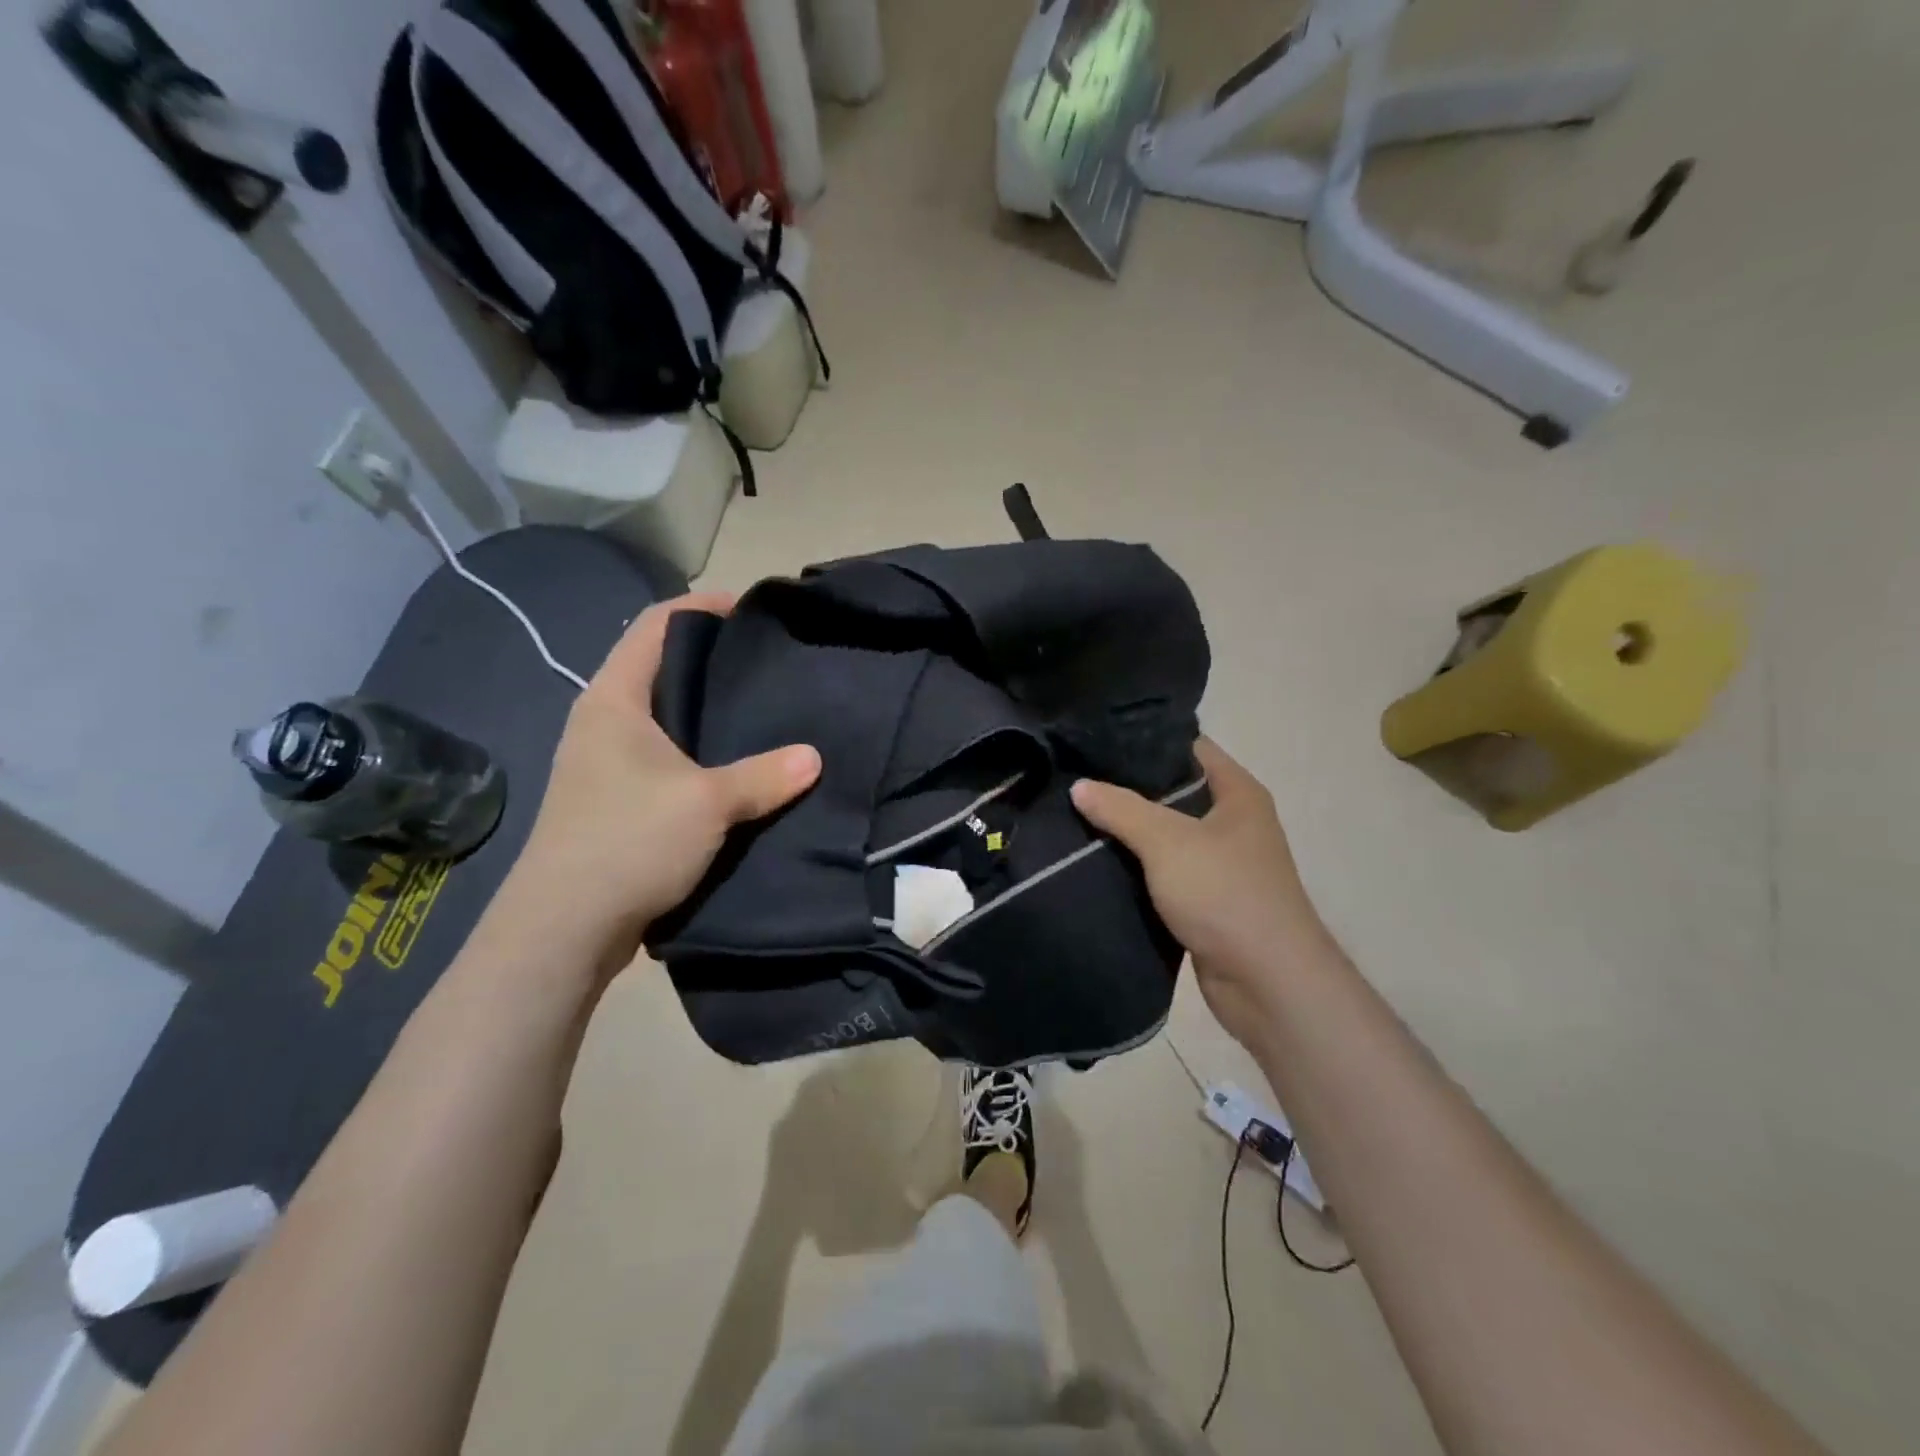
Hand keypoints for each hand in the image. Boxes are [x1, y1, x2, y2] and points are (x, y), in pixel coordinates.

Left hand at [498, 593, 819, 972]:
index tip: (753, 612)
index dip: (702, 608)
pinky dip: (700, 753)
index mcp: (614, 700)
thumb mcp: (707, 803)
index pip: (656, 626)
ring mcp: (604, 763)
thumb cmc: (627, 843)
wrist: (562, 929)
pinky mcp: (614, 800)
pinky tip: (737, 769)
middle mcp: (603, 721)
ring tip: (763, 713)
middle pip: (661, 669)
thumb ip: (765, 776)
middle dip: (714, 662)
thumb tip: (814, 757)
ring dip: (708, 713)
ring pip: (665, 718)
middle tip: (770, 665)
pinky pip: (665, 757)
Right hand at [1071, 739, 1331, 1050]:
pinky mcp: (1206, 900)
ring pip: (1166, 835)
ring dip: (1129, 832)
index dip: (1146, 741)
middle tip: (1077, 778)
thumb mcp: (1167, 841)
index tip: (1097, 741)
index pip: (1189, 747)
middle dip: (1128, 788)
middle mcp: (1233, 822)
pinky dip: (1136, 868)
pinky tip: (1096, 861)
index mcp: (1238, 793)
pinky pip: (1164, 872)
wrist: (1267, 983)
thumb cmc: (1225, 894)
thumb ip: (1121, 809)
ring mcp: (1221, 863)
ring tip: (1076, 815)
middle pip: (1174, 791)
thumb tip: (1079, 786)